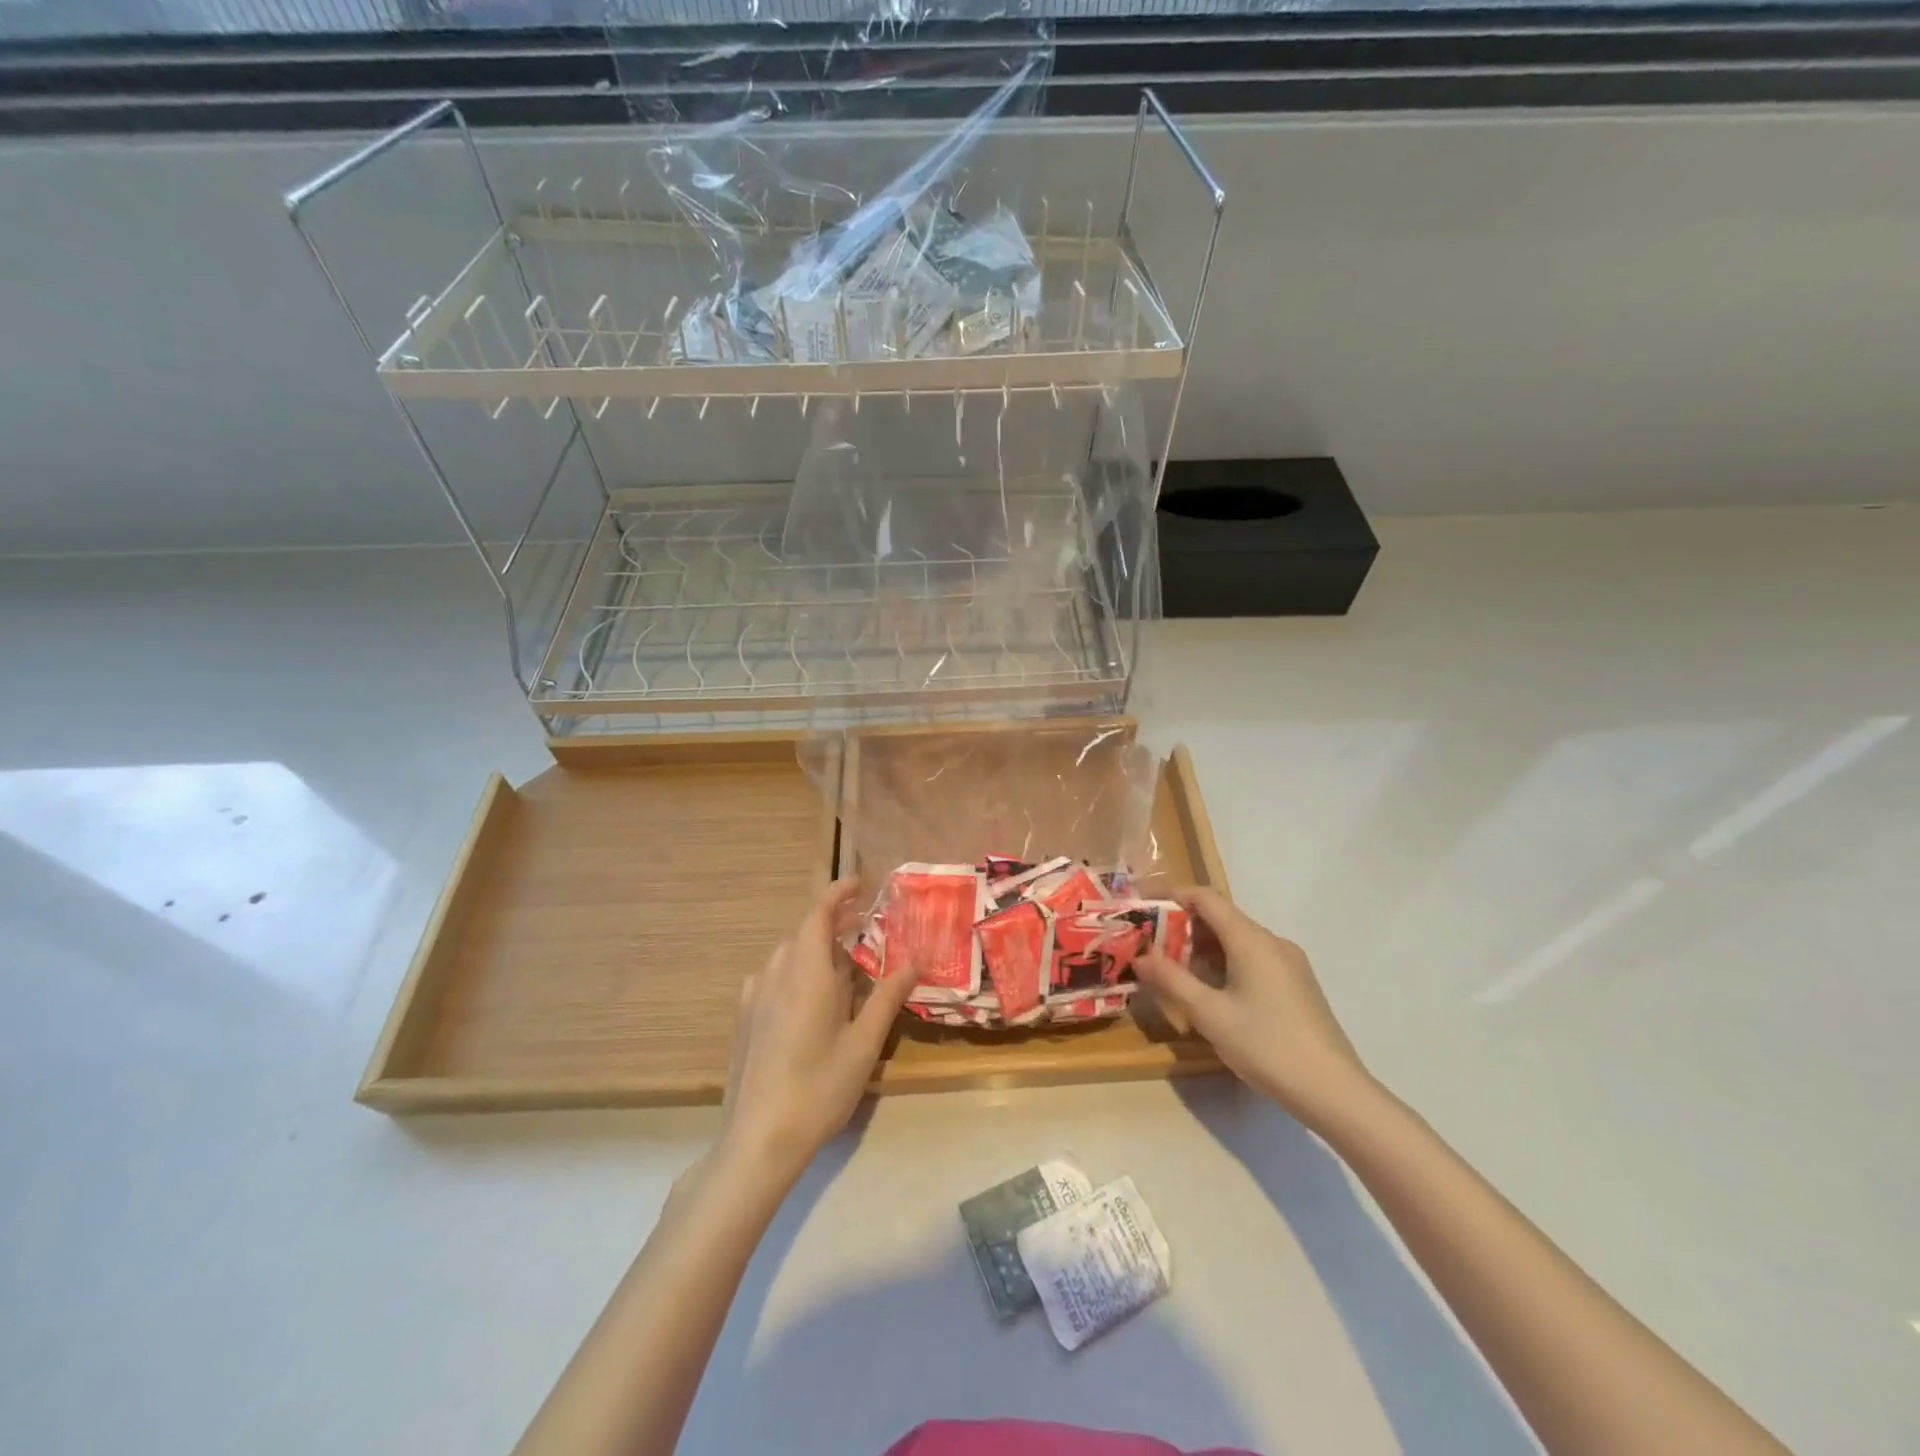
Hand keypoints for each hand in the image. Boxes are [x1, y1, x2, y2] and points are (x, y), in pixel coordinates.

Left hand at [714, 876, 917, 1187]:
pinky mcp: (745, 1020)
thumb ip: (887, 998)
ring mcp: (754, 998)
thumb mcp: (863, 1045)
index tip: (859, 882)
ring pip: (786, 955)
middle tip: (865, 926)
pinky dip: (796, 970)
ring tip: (844, 963)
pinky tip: (810, 998)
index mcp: (805, 974)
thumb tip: (914, 961)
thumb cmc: (818, 1089)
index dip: (837, 893)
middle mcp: (775, 975)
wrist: (757, 1142)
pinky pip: (772, 977)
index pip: (818, 915)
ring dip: (815, 947)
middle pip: (803, 933)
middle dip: (833, 922)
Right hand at [1135, 887, 1370, 1130]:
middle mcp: (1272, 941)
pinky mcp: (1296, 984)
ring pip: (1236, 941)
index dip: (1171, 896)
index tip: (1142, 907)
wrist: (1334, 1092)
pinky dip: (1224, 965)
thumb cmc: (1266, 1046)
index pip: (1205, 898)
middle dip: (1181, 929)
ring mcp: (1288, 963)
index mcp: (1251, 939)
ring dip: (1201, 950)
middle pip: (1220, 918)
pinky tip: (1210, 994)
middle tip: (1150, 949)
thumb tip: (1140, 957)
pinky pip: (1252, 959)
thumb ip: (1171, 980)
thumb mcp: (1209, 1014)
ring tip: (1173, 974)